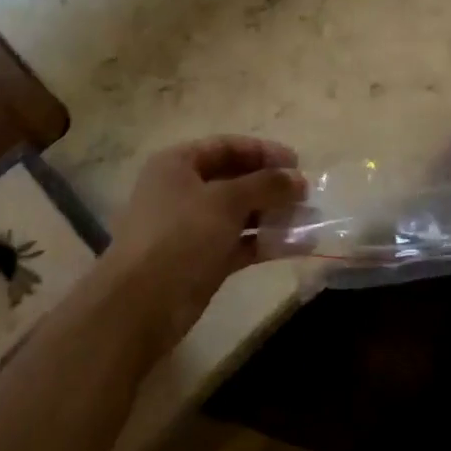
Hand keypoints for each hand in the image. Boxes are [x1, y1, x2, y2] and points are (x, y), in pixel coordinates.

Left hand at [99, 136, 305, 358]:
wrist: (141, 304)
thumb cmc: (180, 236)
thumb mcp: (226, 201)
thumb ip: (266, 185)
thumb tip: (299, 179)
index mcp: (178, 164)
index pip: (227, 146)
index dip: (263, 151)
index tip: (298, 163)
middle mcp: (183, 190)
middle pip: (235, 179)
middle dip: (271, 185)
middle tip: (306, 195)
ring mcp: (192, 227)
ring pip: (240, 213)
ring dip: (273, 215)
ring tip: (309, 219)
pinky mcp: (202, 259)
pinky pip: (240, 243)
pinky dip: (265, 242)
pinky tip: (298, 246)